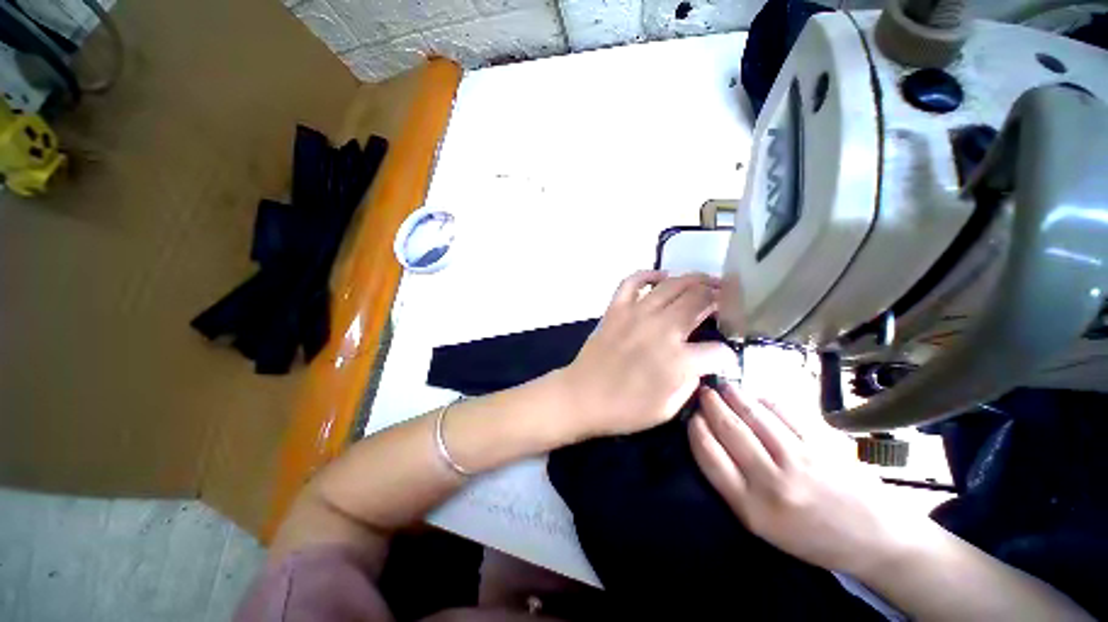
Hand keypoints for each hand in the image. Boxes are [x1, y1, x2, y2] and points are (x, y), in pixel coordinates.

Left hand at [555, 270, 736, 439]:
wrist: (582, 397)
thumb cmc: (625, 409)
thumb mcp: (668, 408)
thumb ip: (690, 382)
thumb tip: (699, 364)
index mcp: (678, 359)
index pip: (718, 350)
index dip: (727, 354)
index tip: (725, 356)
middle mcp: (661, 329)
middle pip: (699, 300)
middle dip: (719, 297)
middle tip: (726, 299)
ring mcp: (636, 314)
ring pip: (672, 284)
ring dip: (694, 279)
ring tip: (706, 281)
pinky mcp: (616, 309)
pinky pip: (632, 281)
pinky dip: (648, 274)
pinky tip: (661, 277)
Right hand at [689, 382, 910, 574]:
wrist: (875, 539)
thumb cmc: (810, 536)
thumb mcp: (761, 524)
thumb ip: (732, 484)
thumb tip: (711, 438)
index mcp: (750, 507)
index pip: (708, 455)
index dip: (696, 429)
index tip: (693, 416)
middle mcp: (771, 482)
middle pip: (729, 430)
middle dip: (711, 405)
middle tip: (704, 392)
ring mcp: (799, 459)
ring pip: (754, 416)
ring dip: (734, 396)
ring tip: (724, 387)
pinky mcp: (822, 444)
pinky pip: (785, 412)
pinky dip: (766, 400)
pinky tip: (758, 396)